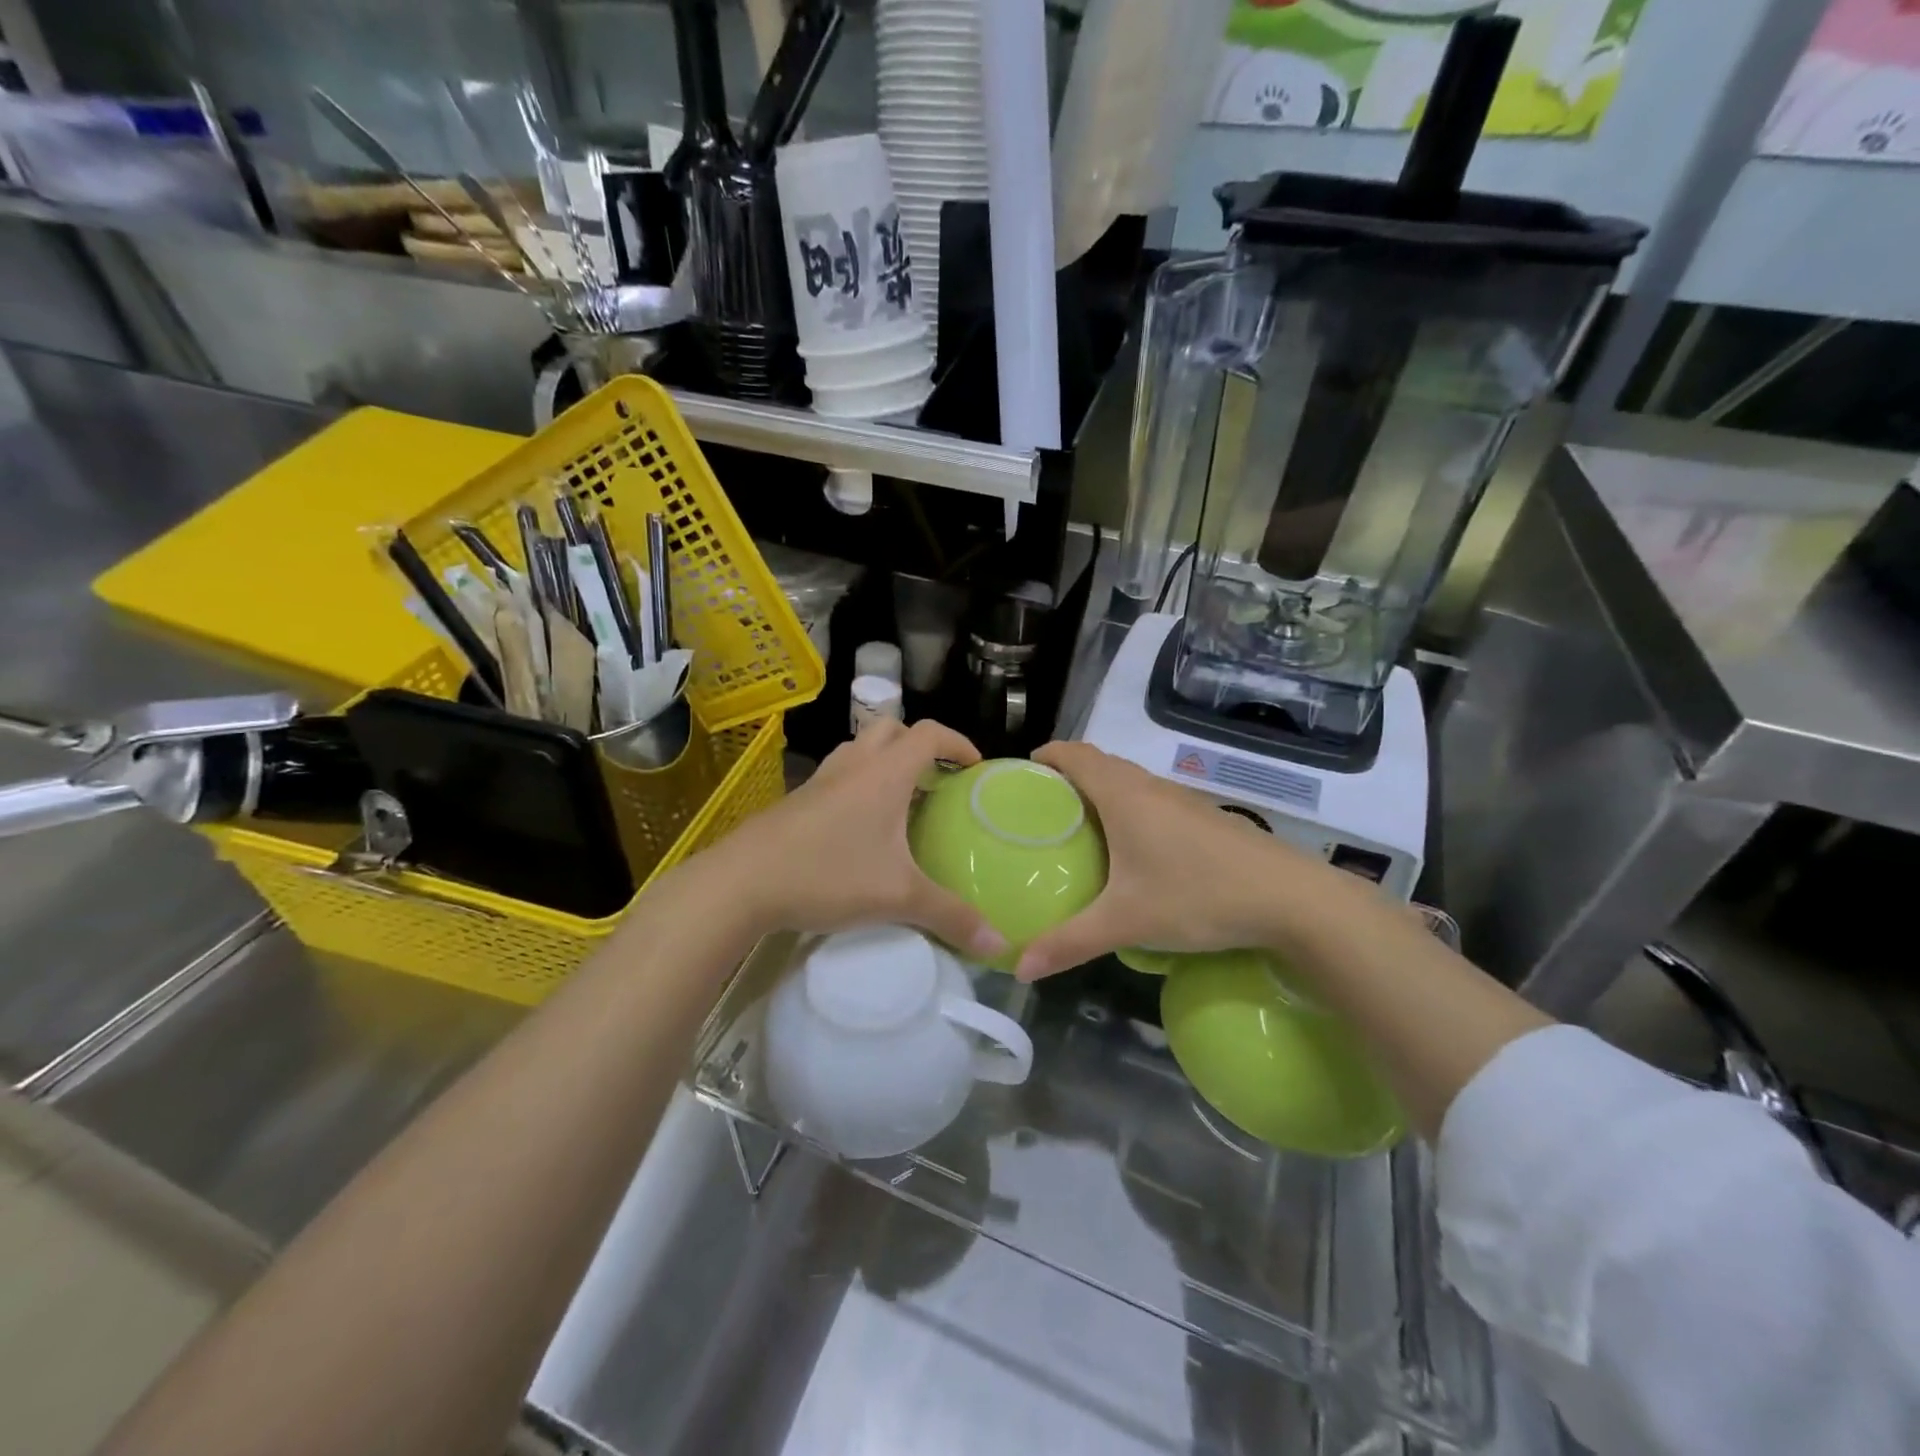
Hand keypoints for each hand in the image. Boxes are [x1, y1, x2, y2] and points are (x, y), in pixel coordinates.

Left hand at [726, 719, 1008, 959]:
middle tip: (936, 780)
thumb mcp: (898, 898)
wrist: (741, 882)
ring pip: (859, 749)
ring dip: (884, 760)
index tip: (975, 767)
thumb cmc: (827, 875)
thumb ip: (951, 918)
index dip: (958, 743)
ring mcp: (820, 780)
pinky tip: (859, 827)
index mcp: (884, 774)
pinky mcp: (797, 800)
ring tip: (901, 799)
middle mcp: (854, 766)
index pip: (929, 734)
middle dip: (918, 745)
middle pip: (891, 729)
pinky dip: (858, 783)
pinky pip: (838, 775)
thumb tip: (1000, 945)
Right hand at [1013, 741, 1342, 979]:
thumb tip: (1020, 968)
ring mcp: (1184, 801)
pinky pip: (1155, 801)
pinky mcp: (1207, 819)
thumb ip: (1070, 943)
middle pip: (1101, 764)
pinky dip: (1132, 810)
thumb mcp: (1127, 922)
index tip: (1022, 772)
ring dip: (1103, 792)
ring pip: (1132, 783)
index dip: (1047, 755)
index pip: (1076, 755)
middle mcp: (1152, 787)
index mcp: (1124, 796)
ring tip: (1082, 829)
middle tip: (1043, 808)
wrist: (1292, 900)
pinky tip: (1135, 851)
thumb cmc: (1198, 896)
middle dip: (1069, 776)